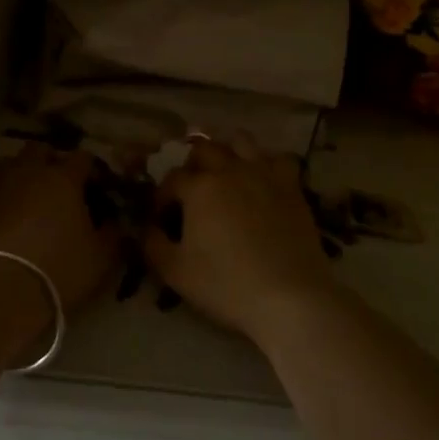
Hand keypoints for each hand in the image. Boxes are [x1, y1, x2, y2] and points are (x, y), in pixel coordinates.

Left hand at [0, 145, 118, 313]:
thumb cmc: (58, 269)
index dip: (91, 170)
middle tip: (59, 186)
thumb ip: (111, 233)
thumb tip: (114, 222)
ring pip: (10, 164)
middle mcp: (27, 171)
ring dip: (21, 174)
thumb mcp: (100, 257)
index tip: (96, 187)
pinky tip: (4, 219)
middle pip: (40, 149)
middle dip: (51, 161)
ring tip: (28, 198)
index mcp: (63, 177)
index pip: (82, 157)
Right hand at [143, 134, 338, 341]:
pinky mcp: (292, 187)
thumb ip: (152, 244)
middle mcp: (230, 170)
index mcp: (200, 187)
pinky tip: (262, 181)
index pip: (172, 178)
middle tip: (191, 191)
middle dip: (191, 164)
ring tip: (225, 173)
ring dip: (228, 151)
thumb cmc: (227, 285)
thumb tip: (146, 228)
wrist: (290, 298)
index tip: (162, 217)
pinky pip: (278, 159)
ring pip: (241, 141)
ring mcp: (264, 174)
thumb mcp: (175, 272)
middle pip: (204, 148)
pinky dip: (266, 164)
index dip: (162, 196)